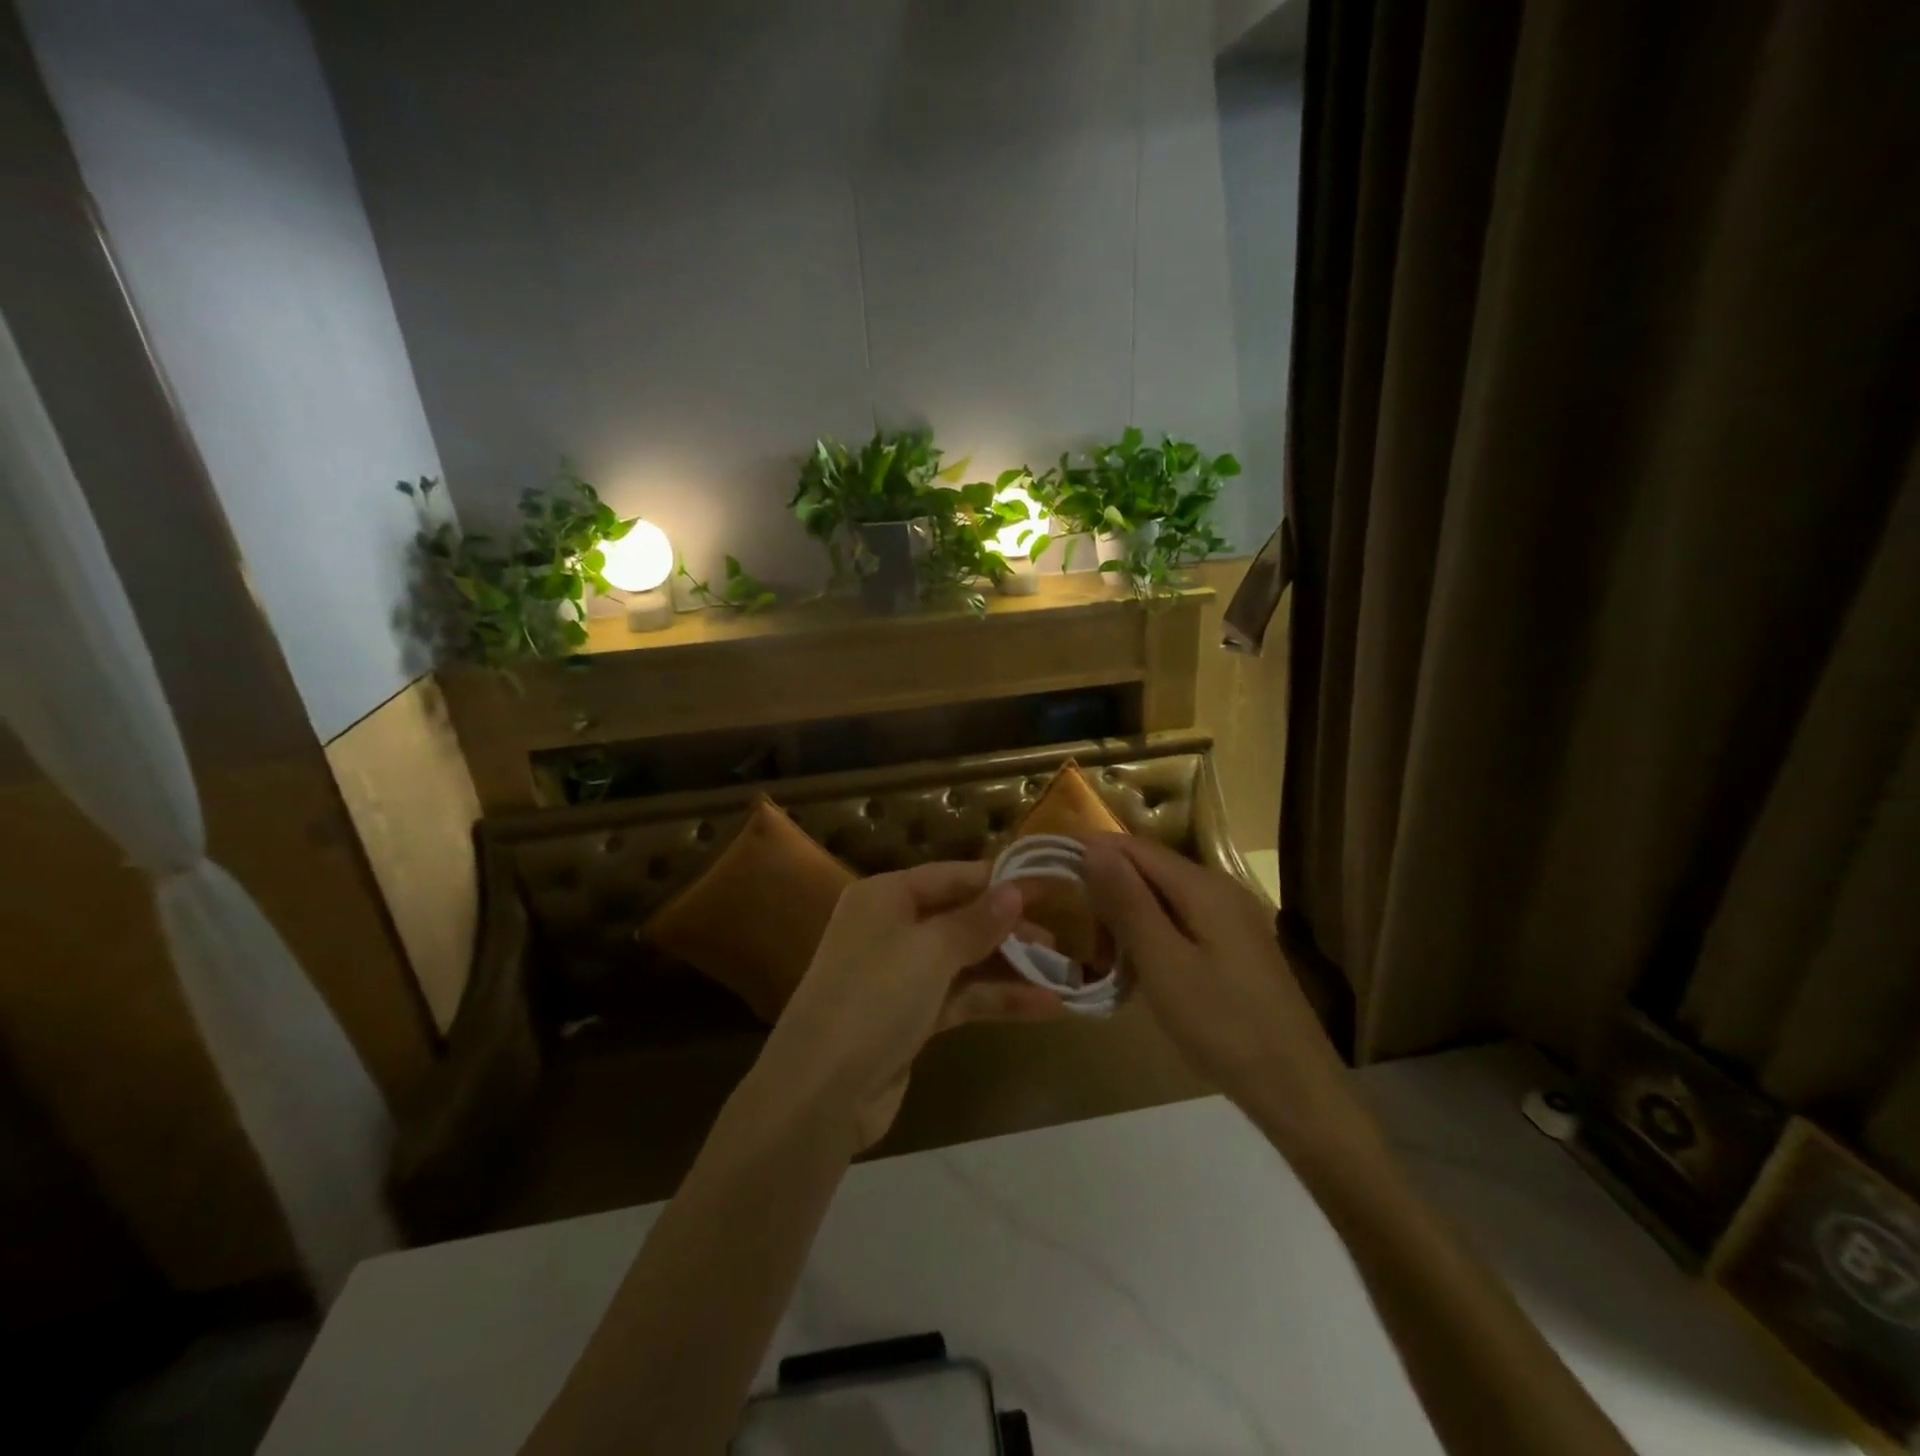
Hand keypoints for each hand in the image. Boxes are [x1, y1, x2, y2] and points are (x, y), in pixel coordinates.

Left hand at [760, 861, 1064, 1148]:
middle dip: (1011, 929)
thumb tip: (1015, 889)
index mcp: (886, 896)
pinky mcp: (911, 1018)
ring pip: (967, 961)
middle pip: (962, 918)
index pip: (954, 876)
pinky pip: (963, 997)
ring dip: (1013, 969)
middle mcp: (892, 928)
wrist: (820, 1092)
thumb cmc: (874, 998)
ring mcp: (901, 976)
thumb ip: (977, 921)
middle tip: (1063, 939)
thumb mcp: (930, 951)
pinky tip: (1046, 1007)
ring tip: (1065, 975)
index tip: (1051, 887)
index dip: (1002, 881)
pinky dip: (999, 1000)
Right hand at [1082, 835, 1372, 1159]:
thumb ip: (1127, 901)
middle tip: (1074, 926)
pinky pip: (1181, 922)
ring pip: (1163, 898)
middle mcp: (1220, 888)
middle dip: (1108, 887)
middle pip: (1150, 869)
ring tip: (1100, 953)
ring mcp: (1231, 918)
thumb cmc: (1222, 1024)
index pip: (1135, 847)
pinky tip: (1138, 967)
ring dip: (1127, 915)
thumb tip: (1093, 846)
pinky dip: (1151, 934)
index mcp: (1203, 885)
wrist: (1296, 1088)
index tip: (1050, 869)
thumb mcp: (1163, 963)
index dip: (1091, 851)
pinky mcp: (1235, 946)